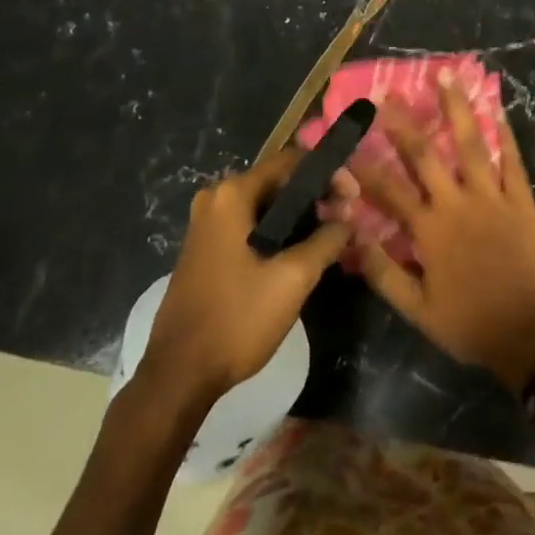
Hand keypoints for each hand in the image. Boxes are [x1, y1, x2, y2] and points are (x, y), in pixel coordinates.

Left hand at [141, 150, 355, 403]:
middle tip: (346, 220)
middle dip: (316, 196)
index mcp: (232, 195)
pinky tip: (301, 253)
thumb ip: (327, 240)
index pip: (291, 161)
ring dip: (299, 216)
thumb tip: (348, 220)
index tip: (354, 198)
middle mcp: (215, 199)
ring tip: (331, 237)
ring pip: (265, 205)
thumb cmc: (237, 318)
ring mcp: (207, 224)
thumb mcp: (293, 278)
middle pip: (278, 181)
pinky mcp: (206, 248)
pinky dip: (278, 231)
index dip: (328, 174)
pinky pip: (250, 225)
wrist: (180, 373)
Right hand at [343, 76, 534, 391]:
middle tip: (389, 93)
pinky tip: (496, 110)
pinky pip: (512, 162)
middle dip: (404, 122)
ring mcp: (493, 199)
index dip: (363, 163)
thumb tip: (351, 234)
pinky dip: (504, 135)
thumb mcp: (415, 308)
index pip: (388, 189)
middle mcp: (458, 204)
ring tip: (447, 75)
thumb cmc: (467, 323)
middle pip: (426, 155)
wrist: (528, 335)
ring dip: (457, 108)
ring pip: (472, 145)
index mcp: (429, 230)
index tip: (345, 139)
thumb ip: (382, 270)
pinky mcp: (521, 202)